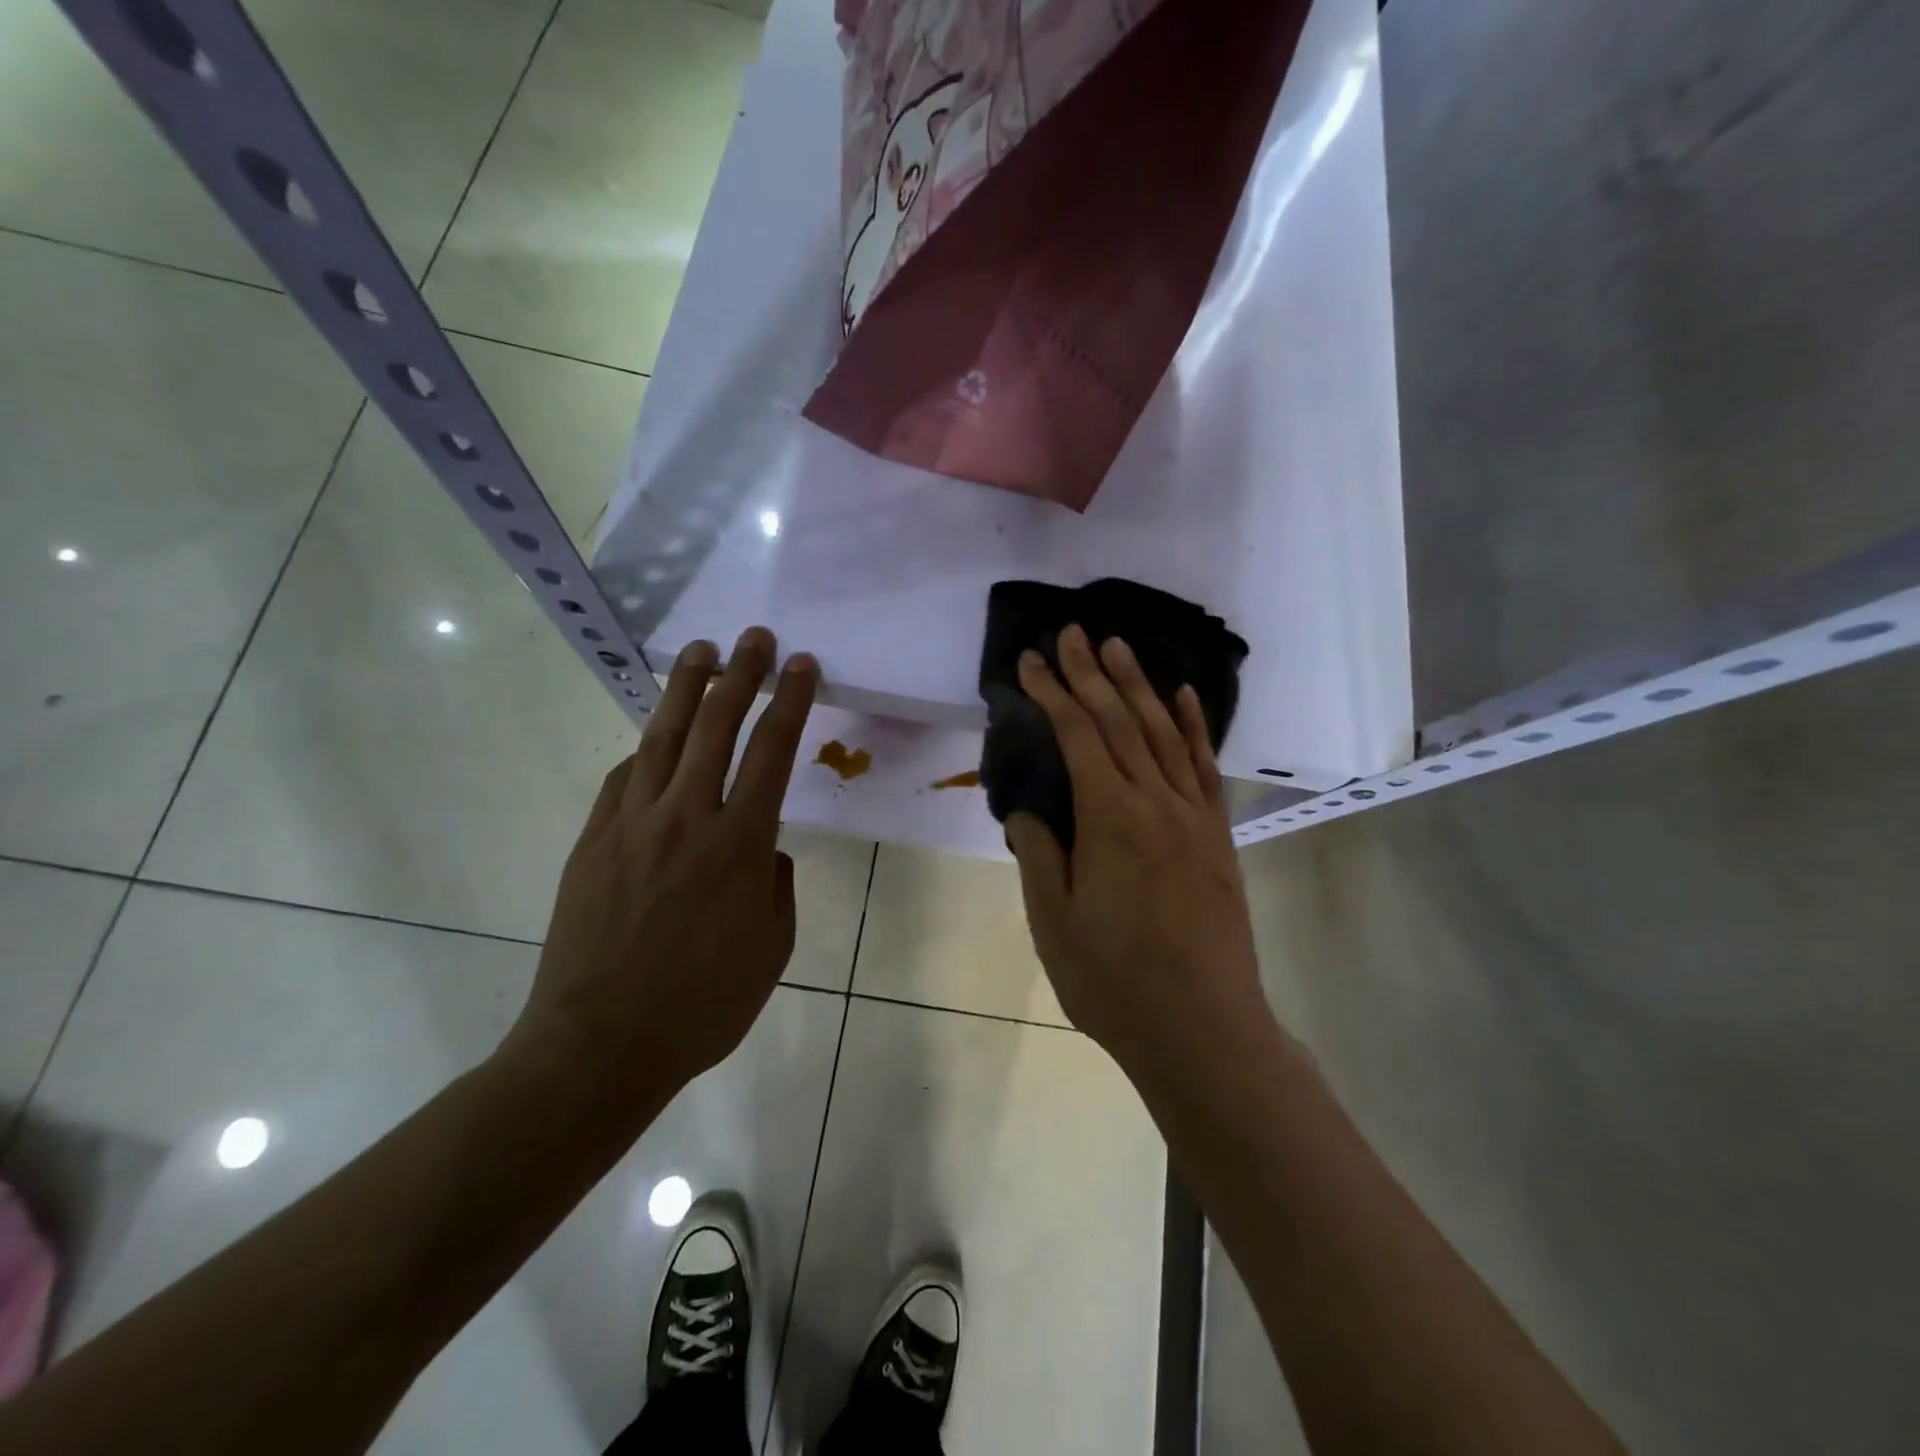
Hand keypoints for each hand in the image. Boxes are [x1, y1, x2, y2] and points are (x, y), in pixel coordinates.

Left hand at [509, 627, 818, 1101]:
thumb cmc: (703, 1004)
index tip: (801, 665)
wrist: (600, 1043)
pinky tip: (654, 740)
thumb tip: (763, 852)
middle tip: (754, 637)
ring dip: (687, 690)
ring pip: (663, 738)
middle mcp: (687, 818)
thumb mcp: (772, 948)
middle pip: (717, 726)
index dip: (790, 701)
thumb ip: (776, 886)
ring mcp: (631, 824)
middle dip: (741, 674)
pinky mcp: (592, 840)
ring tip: (701, 652)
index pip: (772, 752)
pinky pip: (622, 779)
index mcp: (740, 844)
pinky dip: (644, 751)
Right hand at [1005, 625, 1271, 1083]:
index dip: (1052, 693)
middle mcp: (1156, 802)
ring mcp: (1194, 816)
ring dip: (1139, 686)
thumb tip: (1030, 809)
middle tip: (1073, 632)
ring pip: (1164, 733)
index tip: (1031, 661)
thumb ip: (1038, 854)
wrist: (1203, 1027)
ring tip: (1119, 647)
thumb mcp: (1053, 922)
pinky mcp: (1218, 835)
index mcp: (1110, 819)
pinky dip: (1194, 725)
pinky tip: (1184, 696)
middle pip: (1120, 721)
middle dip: (1091, 673)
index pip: (1077, 736)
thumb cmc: (1114, 981)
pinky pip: (1205, 766)